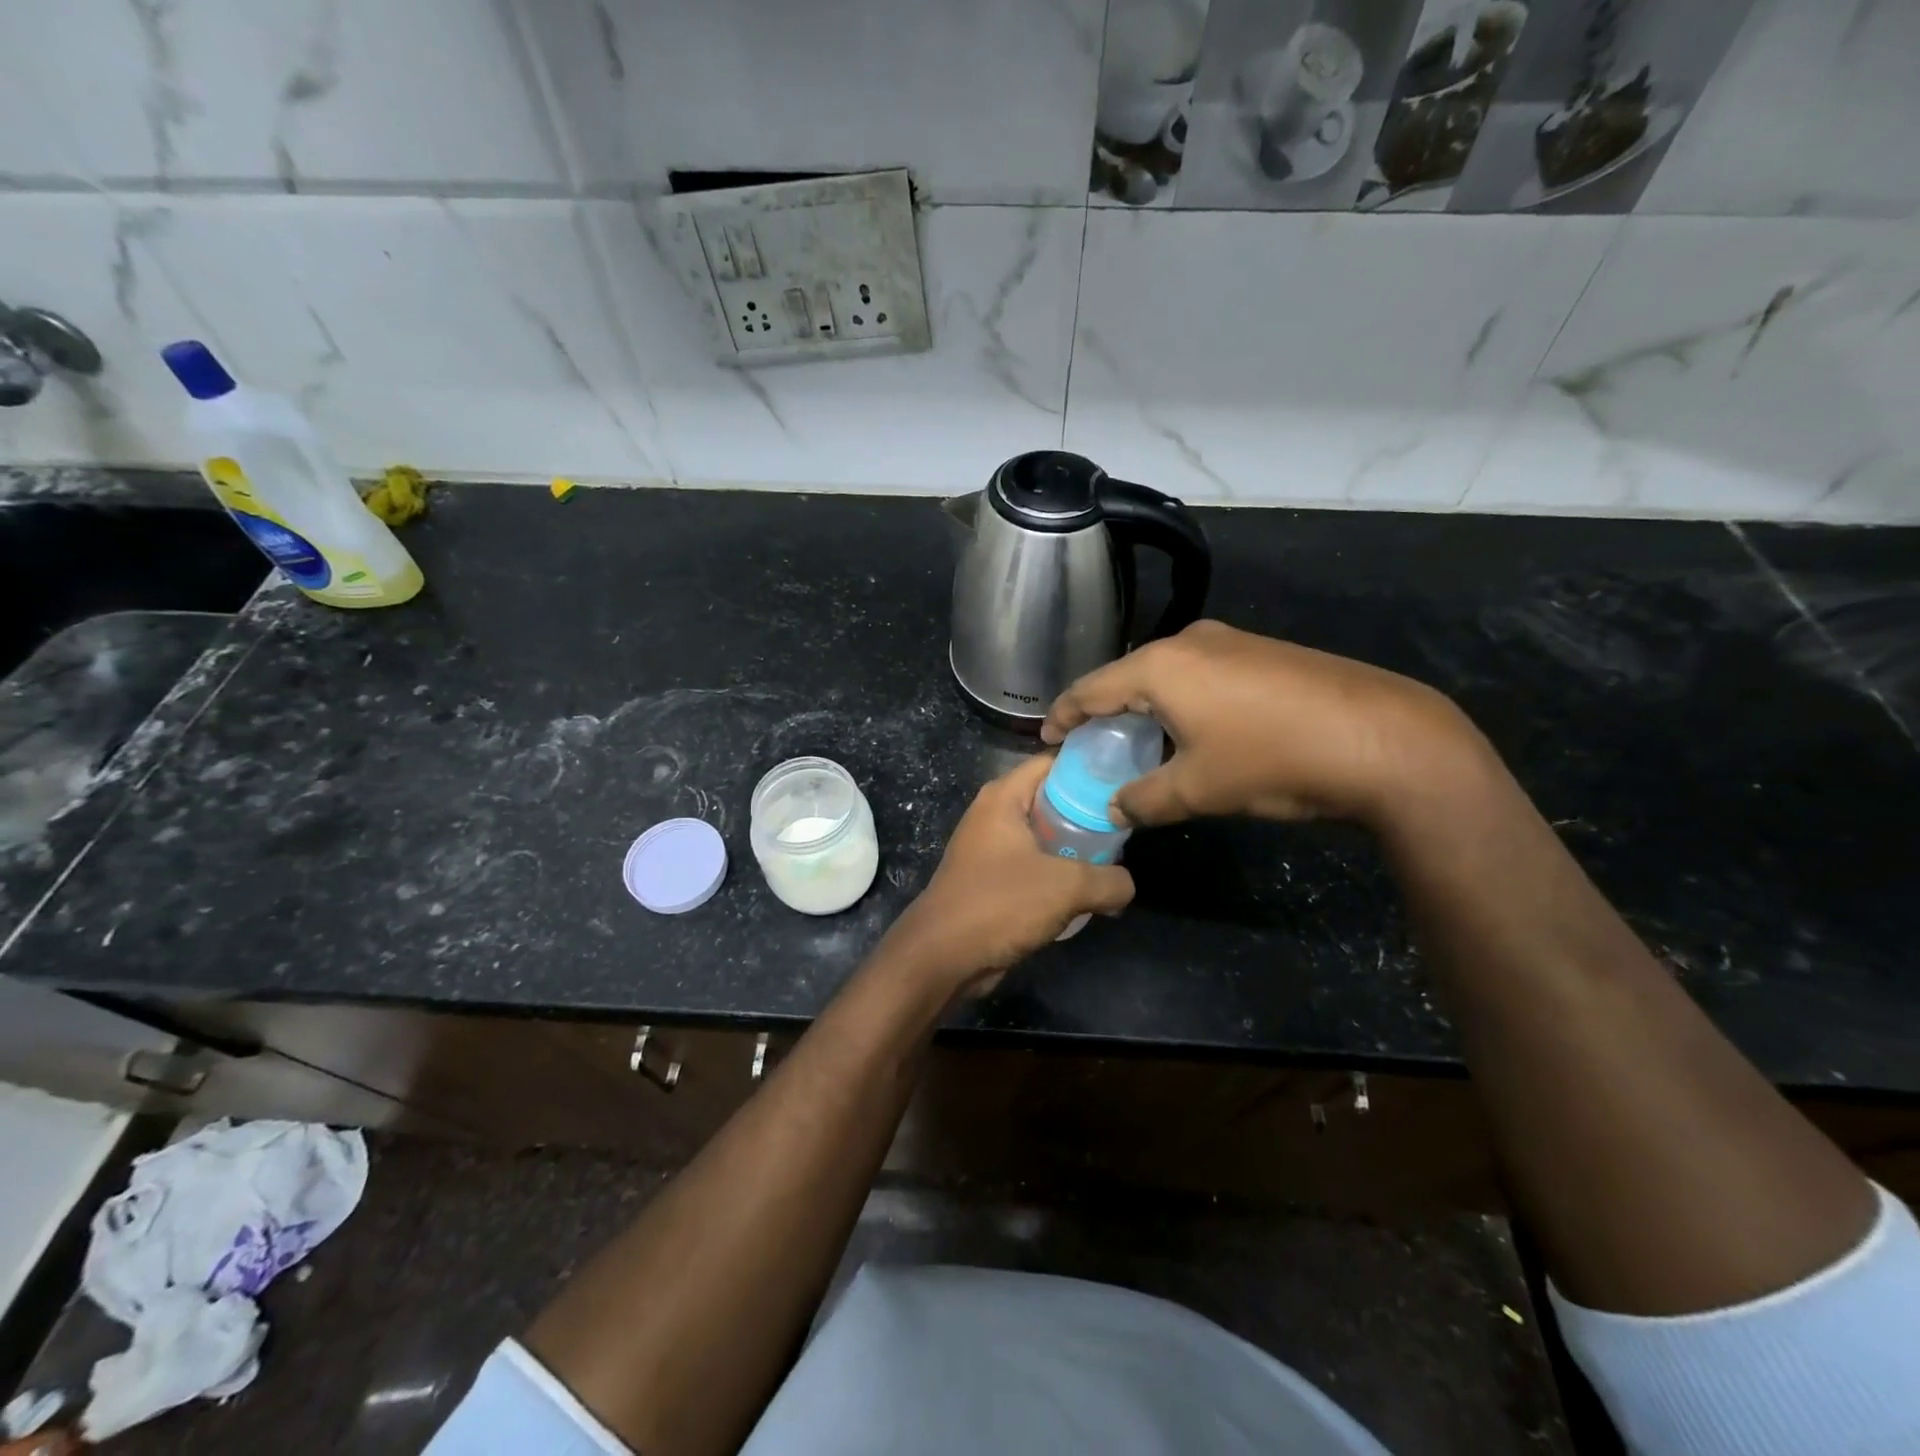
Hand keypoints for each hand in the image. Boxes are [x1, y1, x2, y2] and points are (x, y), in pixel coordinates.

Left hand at [883, 753, 1133, 997]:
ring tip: (1115, 862)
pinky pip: (1034, 866)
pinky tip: (1088, 893)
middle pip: (1052, 800)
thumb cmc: (1000, 903)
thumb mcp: (1067, 887)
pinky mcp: (992, 879)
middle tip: (1127, 828)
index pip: (1052, 763)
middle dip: (1089, 814)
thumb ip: (1109, 880)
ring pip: (1044, 837)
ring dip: (1076, 850)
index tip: (1126, 782)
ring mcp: (991, 848)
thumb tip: (1127, 885)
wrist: (943, 956)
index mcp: (1003, 797)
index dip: (1090, 768)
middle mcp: (994, 814)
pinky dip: (1058, 875)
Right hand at [1041, 620, 1486, 830]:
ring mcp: (1232, 641)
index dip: (1064, 715)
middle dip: (1105, 711)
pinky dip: (1180, 700)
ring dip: (1145, 706)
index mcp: (1161, 667)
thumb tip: (1116, 806)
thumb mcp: (1199, 790)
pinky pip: (1201, 674)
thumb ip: (1145, 799)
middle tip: (1090, 745)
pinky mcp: (1263, 652)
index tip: (1047, 737)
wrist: (1386, 739)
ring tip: (1137, 741)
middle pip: (1128, 676)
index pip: (1092, 688)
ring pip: (1167, 674)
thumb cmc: (1274, 761)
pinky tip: (1191, 729)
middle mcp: (1191, 641)